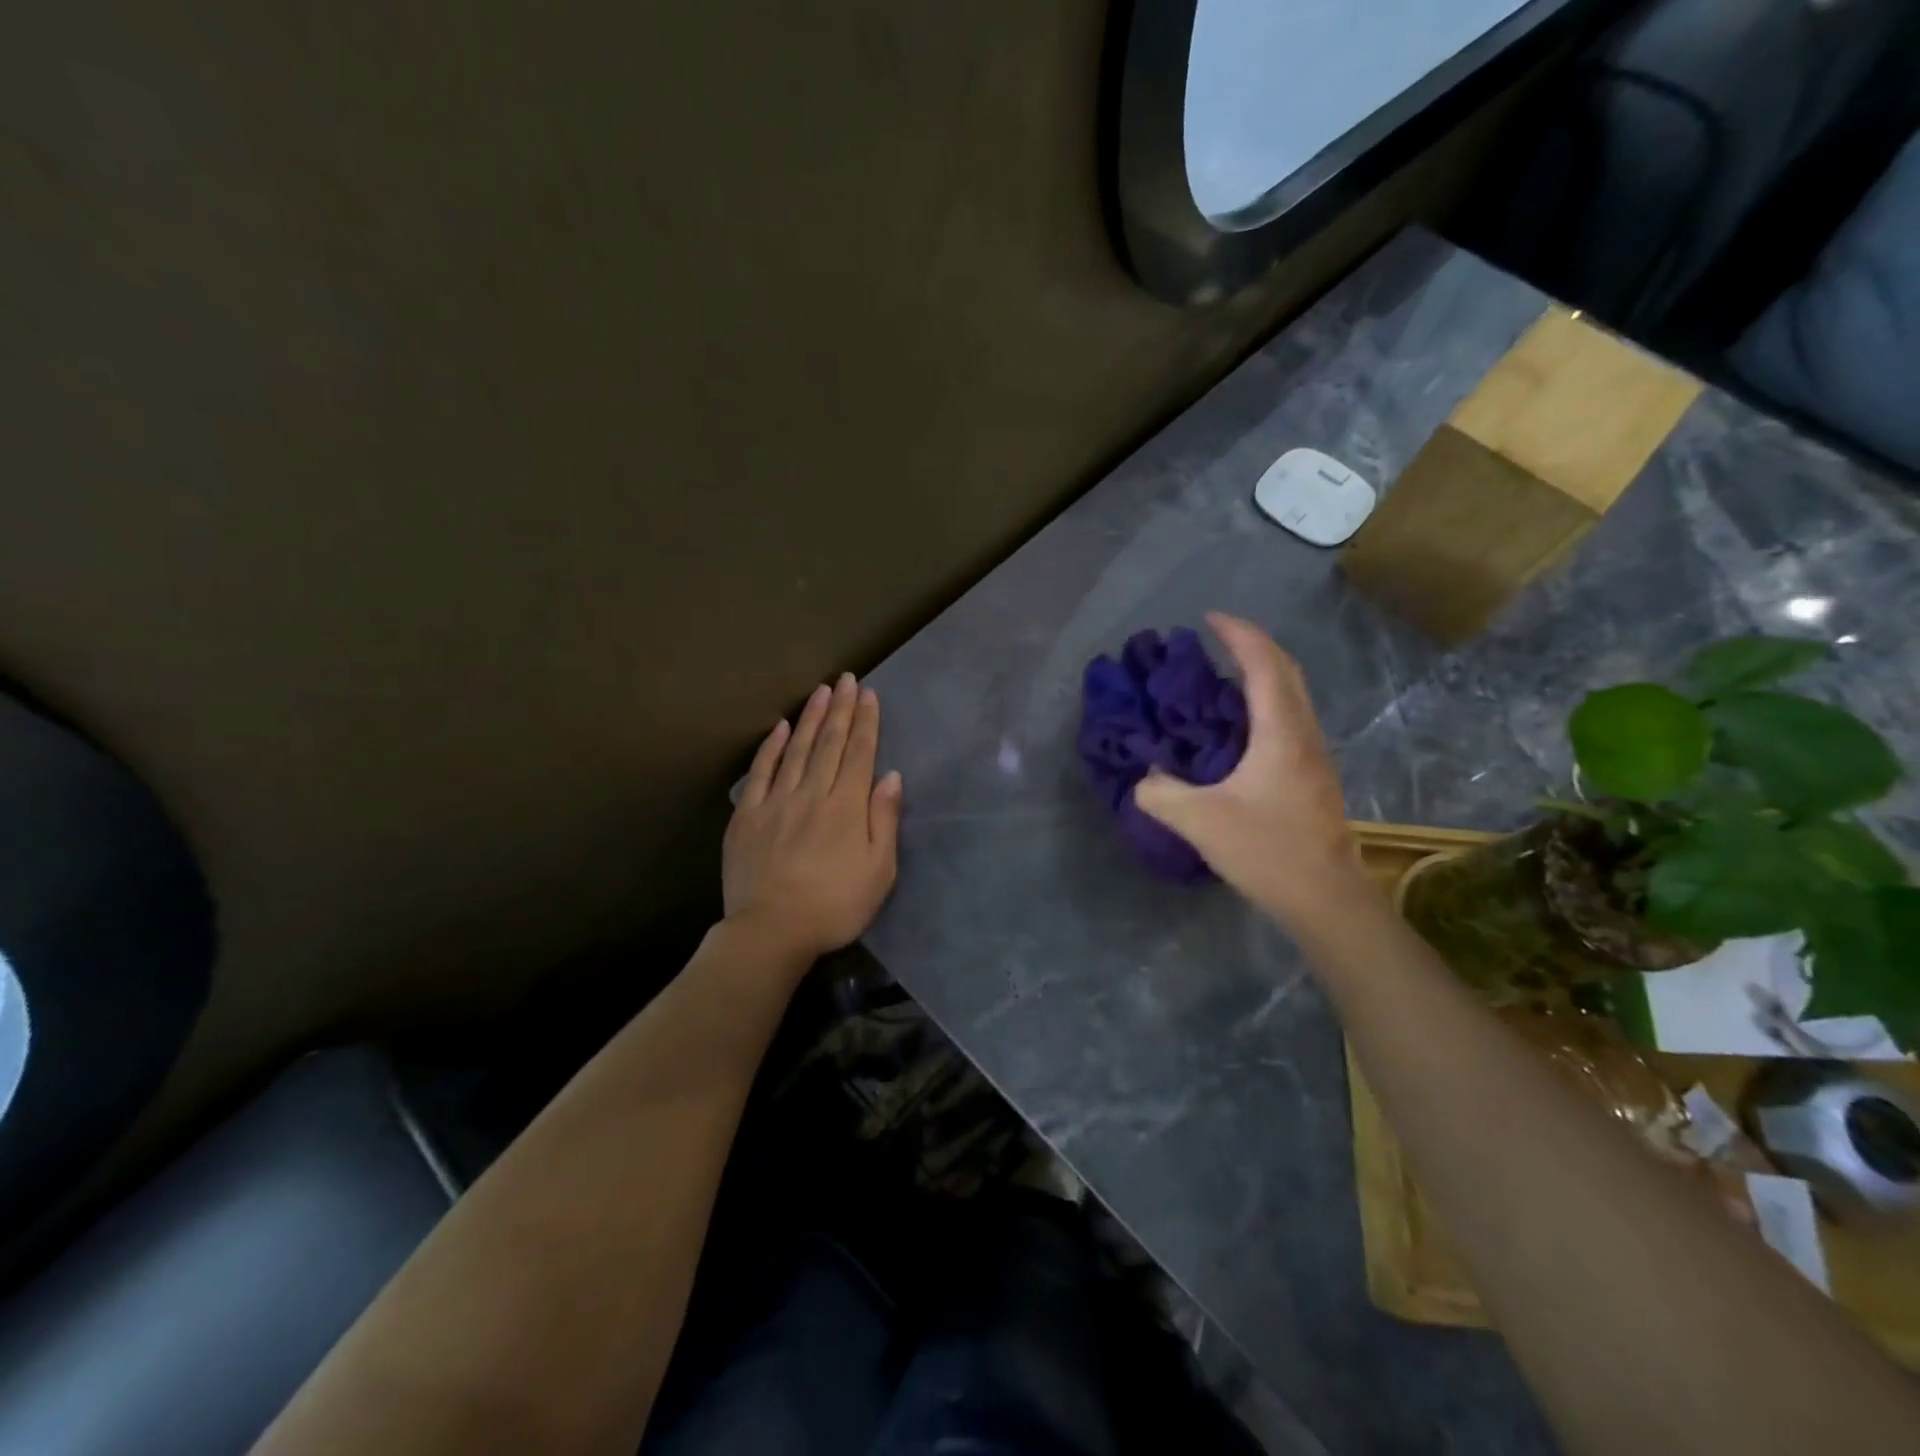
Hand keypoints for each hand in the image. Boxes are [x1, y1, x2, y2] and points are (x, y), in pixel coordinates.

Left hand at [724, 673, 902, 961]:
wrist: (770, 931)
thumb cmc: (834, 906)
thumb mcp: (878, 871)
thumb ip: (884, 820)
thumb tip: (890, 776)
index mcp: (846, 807)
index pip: (859, 754)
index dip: (866, 722)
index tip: (869, 694)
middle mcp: (812, 794)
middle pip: (829, 743)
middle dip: (841, 709)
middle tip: (846, 679)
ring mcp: (776, 802)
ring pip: (797, 750)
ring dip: (811, 718)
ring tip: (820, 691)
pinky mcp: (748, 816)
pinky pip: (761, 772)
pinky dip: (772, 747)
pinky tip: (781, 728)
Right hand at [1134, 613, 1367, 925]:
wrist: (1326, 899)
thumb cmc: (1267, 851)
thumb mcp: (1199, 821)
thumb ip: (1160, 793)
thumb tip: (1144, 779)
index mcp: (1281, 733)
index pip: (1264, 665)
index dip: (1238, 634)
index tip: (1208, 618)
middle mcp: (1303, 734)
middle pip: (1286, 671)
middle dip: (1253, 645)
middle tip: (1216, 639)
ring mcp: (1314, 756)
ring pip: (1292, 695)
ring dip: (1262, 673)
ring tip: (1222, 675)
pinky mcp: (1313, 777)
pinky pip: (1289, 719)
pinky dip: (1264, 703)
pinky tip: (1238, 726)